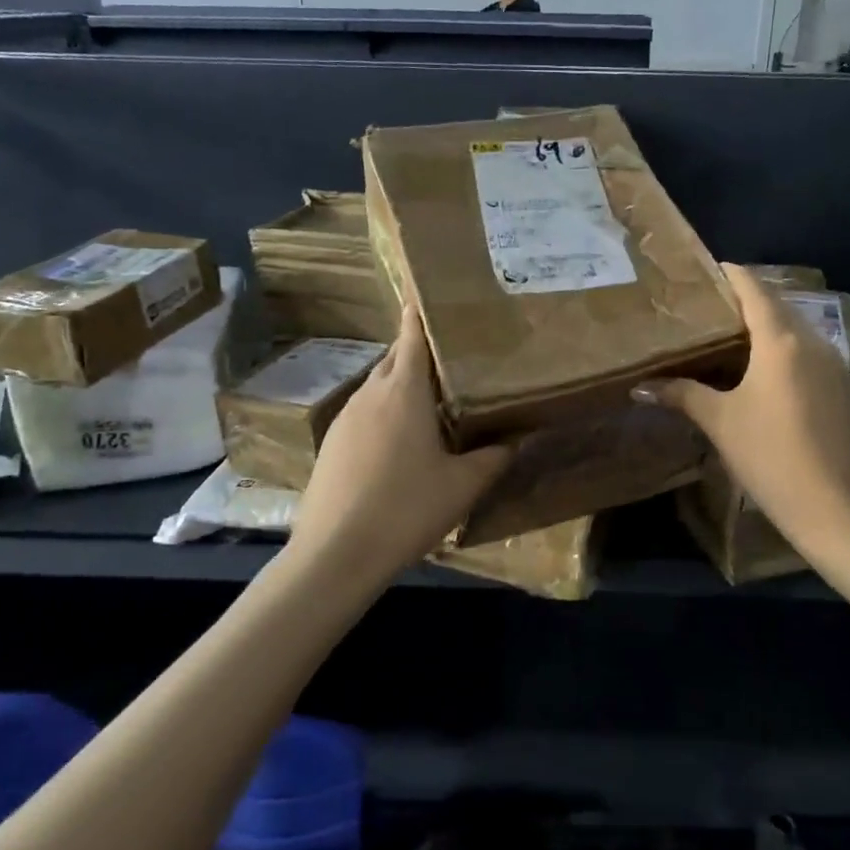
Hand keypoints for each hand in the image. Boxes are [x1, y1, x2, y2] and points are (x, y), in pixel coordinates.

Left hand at [288, 301, 511, 583]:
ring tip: (434, 397)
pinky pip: (365, 411)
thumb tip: (517, 437)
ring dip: (402, 383)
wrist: (335, 555)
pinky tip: (402, 439)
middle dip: (419, 350)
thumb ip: (493, 456)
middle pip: (395, 357)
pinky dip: (386, 410)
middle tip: (452, 355)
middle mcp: (371, 393)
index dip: (422, 312)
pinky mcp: (332, 443)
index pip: (412, 335)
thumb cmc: (406, 509)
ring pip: (378, 385)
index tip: (433, 295)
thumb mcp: (463, 486)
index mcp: (404, 391)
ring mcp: (345, 418)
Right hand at [636, 264, 849, 564]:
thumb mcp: (721, 423)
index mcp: (782, 341)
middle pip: (777, 306)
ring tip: (727, 335)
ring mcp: (834, 365)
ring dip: (765, 326)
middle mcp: (813, 342)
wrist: (839, 511)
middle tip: (706, 306)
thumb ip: (682, 395)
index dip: (730, 274)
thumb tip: (640, 386)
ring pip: (795, 330)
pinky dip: (782, 350)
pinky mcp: (843, 389)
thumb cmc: (772, 457)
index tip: (704, 269)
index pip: (754, 289)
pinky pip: (807, 353)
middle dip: (744, 300)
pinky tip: (760, 371)